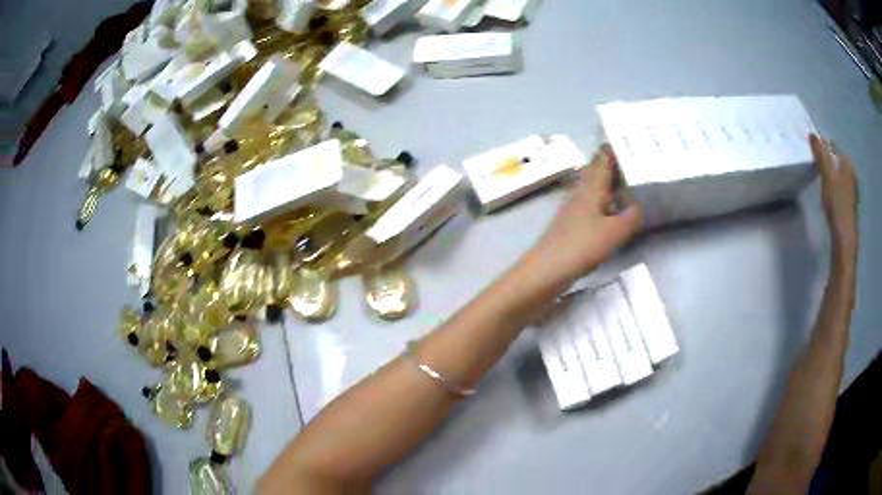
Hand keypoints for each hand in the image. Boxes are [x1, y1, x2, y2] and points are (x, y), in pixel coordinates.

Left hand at [529, 145, 642, 279]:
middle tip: (627, 161)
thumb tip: (639, 205)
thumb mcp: (615, 232)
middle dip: (608, 165)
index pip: (601, 161)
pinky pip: (589, 206)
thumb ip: (631, 217)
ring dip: (605, 184)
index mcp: (591, 188)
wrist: (547, 269)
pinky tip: (608, 212)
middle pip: (594, 172)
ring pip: (591, 189)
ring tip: (623, 184)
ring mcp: (572, 209)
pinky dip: (601, 203)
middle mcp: (580, 193)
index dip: (611, 151)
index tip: (623, 141)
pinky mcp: (569, 225)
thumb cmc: (582, 245)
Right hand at [810, 134, 858, 261]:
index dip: (824, 148)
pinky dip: (834, 187)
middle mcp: (852, 175)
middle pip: (837, 162)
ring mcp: (852, 191)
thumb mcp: (827, 175)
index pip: (834, 147)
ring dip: (830, 175)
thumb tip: (813, 134)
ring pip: (839, 175)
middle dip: (827, 161)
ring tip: (821, 181)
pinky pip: (840, 188)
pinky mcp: (849, 205)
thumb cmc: (837, 204)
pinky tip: (829, 196)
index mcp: (848, 165)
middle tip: (815, 166)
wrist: (844, 238)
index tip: (814, 153)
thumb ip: (820, 154)